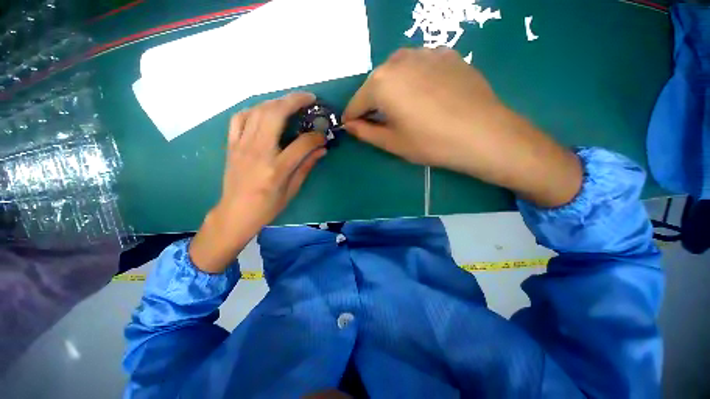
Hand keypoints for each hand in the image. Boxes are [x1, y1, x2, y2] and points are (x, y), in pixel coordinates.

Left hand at [190, 92, 326, 272]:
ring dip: (276, 101)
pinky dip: (253, 109)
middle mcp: (258, 151)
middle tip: (309, 98)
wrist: (235, 213)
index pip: (301, 144)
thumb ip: (306, 166)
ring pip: (258, 111)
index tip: (323, 136)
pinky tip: (264, 112)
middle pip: (275, 115)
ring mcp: (242, 145)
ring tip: (290, 102)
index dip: (316, 137)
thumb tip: (321, 150)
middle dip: (294, 101)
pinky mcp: (232, 145)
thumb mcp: (292, 190)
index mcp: (276, 168)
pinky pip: (240, 118)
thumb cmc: (267, 206)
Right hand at [343, 48, 581, 207]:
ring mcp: (424, 52)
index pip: (356, 102)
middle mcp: (398, 59)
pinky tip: (426, 97)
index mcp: (381, 83)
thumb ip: (365, 132)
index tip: (351, 127)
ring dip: (392, 90)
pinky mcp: (446, 54)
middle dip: (372, 103)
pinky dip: (414, 81)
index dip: (352, 117)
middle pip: (375, 85)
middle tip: (380, 122)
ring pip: (396, 73)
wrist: (483, 134)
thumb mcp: (392, 142)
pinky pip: (418, 67)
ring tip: (404, 109)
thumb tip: (350, 125)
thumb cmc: (430, 143)